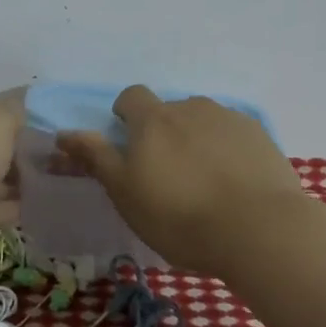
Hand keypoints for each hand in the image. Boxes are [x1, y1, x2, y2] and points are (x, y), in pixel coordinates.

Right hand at [55, 85, 306, 275]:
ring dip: (196, 140)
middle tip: (166, 174)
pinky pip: (234, 136)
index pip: (131, 97)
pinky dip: (227, 151)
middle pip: (169, 110)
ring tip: (204, 181)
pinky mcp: (261, 137)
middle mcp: (191, 108)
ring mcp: (230, 119)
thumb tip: (64, 133)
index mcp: (153, 119)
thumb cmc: (179, 216)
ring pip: (203, 122)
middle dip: (163, 132)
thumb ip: (96, 157)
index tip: (129, 144)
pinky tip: (234, 184)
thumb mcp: (125, 192)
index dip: (126, 115)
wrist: (259, 229)